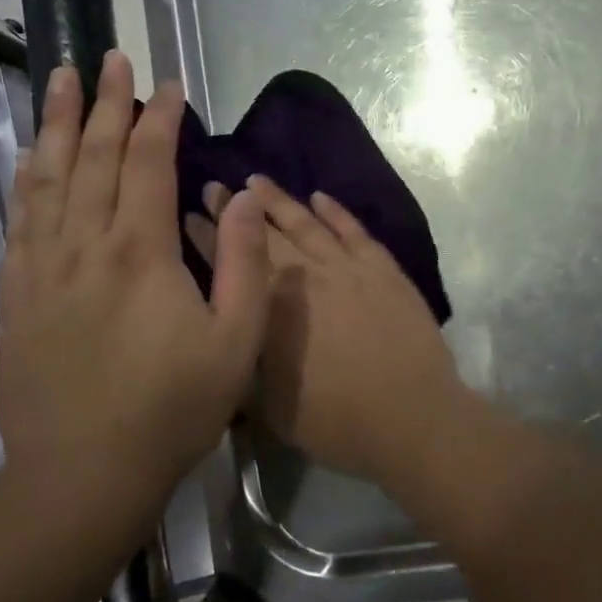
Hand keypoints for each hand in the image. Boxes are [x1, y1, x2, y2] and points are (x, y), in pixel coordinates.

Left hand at [0, 53, 271, 489]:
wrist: (82, 474)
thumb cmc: (171, 410)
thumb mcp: (235, 343)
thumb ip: (243, 263)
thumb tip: (242, 195)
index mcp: (141, 252)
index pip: (150, 162)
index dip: (160, 118)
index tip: (169, 85)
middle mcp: (86, 244)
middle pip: (96, 155)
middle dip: (108, 102)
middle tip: (111, 58)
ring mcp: (43, 266)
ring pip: (50, 176)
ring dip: (59, 123)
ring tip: (62, 79)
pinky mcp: (17, 292)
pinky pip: (20, 217)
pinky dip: (27, 176)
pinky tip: (31, 154)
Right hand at [186, 177, 467, 482]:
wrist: (411, 416)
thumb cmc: (337, 422)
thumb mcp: (270, 408)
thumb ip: (247, 367)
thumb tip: (232, 341)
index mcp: (270, 310)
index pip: (230, 263)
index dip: (207, 238)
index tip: (189, 215)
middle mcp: (303, 277)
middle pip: (262, 235)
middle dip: (234, 209)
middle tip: (213, 186)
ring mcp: (346, 267)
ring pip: (305, 222)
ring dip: (279, 200)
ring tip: (256, 180)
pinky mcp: (381, 267)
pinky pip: (353, 229)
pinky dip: (334, 211)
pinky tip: (319, 197)